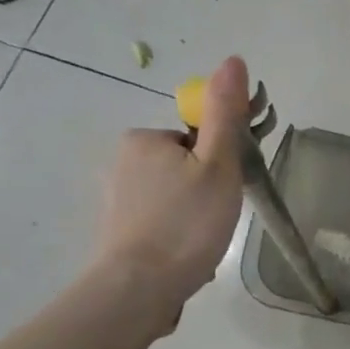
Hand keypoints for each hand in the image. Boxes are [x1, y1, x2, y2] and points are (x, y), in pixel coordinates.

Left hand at [92, 56, 250, 327]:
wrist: (140, 288)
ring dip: (194, 214)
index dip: (220, 161)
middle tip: (220, 217)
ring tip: (204, 241)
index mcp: (144, 139)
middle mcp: (121, 162)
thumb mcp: (218, 164)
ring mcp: (116, 199)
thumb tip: (233, 60)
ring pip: (174, 196)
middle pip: (185, 166)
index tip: (229, 188)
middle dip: (207, 188)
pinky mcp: (117, 231)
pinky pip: (160, 220)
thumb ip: (226, 113)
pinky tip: (187, 254)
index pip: (197, 139)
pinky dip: (178, 233)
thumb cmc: (186, 222)